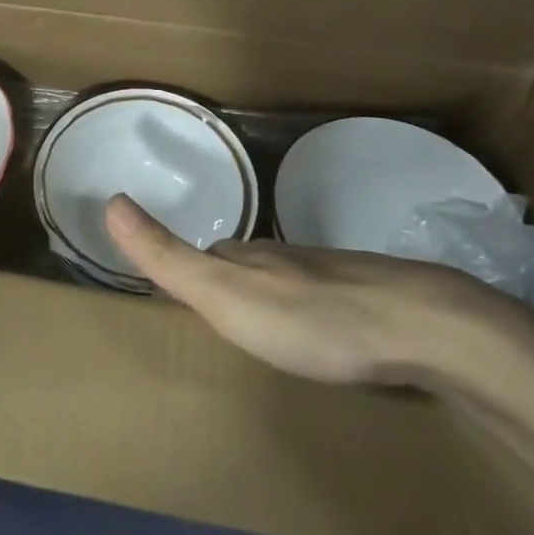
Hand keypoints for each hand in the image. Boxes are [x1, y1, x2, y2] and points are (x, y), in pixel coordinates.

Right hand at [104, 194, 533, 389]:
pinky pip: (321, 300)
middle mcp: (282, 258)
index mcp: (246, 258)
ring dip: (266, 297)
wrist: (424, 328)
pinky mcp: (367, 299)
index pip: (202, 257)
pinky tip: (317, 335)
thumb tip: (109, 199)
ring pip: (284, 282)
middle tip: (206, 307)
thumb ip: (167, 255)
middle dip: (222, 279)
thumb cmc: (312, 317)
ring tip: (257, 326)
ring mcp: (329, 275)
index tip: (167, 281)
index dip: (181, 266)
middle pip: (242, 266)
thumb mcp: (224, 295)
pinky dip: (306, 312)